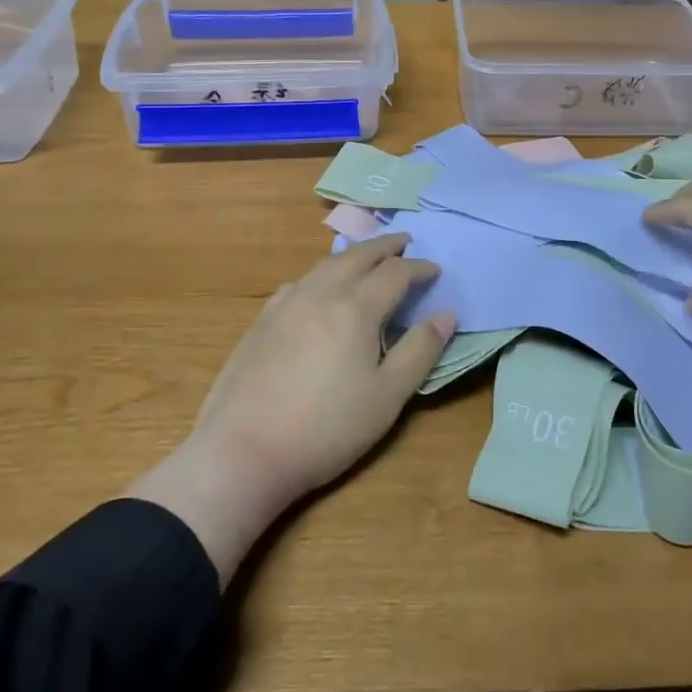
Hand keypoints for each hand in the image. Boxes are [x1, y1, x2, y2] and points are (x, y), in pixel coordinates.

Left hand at [192, 232, 453, 503]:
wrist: (244, 450)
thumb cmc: (327, 428)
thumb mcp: (388, 396)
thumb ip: (420, 350)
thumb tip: (447, 314)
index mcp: (356, 307)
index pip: (395, 273)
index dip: (419, 268)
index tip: (436, 270)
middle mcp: (321, 293)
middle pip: (358, 256)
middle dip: (385, 246)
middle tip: (405, 241)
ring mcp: (286, 303)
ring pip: (325, 264)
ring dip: (352, 255)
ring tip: (367, 257)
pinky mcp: (262, 320)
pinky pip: (300, 281)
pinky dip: (322, 273)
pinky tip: (319, 288)